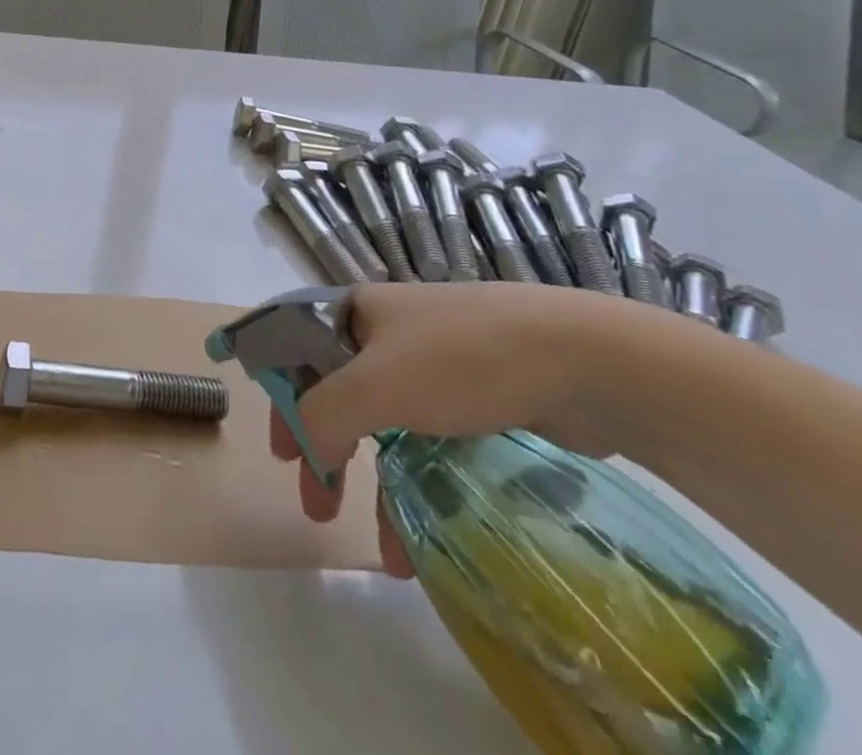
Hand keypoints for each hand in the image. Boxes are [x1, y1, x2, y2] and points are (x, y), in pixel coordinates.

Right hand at [267, 282, 664, 575]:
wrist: (581, 358)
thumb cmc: (460, 359)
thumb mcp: (373, 384)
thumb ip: (322, 415)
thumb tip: (306, 446)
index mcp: (356, 313)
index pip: (297, 349)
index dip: (281, 395)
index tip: (281, 451)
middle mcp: (390, 333)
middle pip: (339, 392)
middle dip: (325, 450)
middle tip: (317, 502)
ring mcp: (437, 365)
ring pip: (388, 426)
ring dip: (379, 485)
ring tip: (385, 549)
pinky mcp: (480, 398)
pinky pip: (432, 442)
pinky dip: (424, 486)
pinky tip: (427, 531)